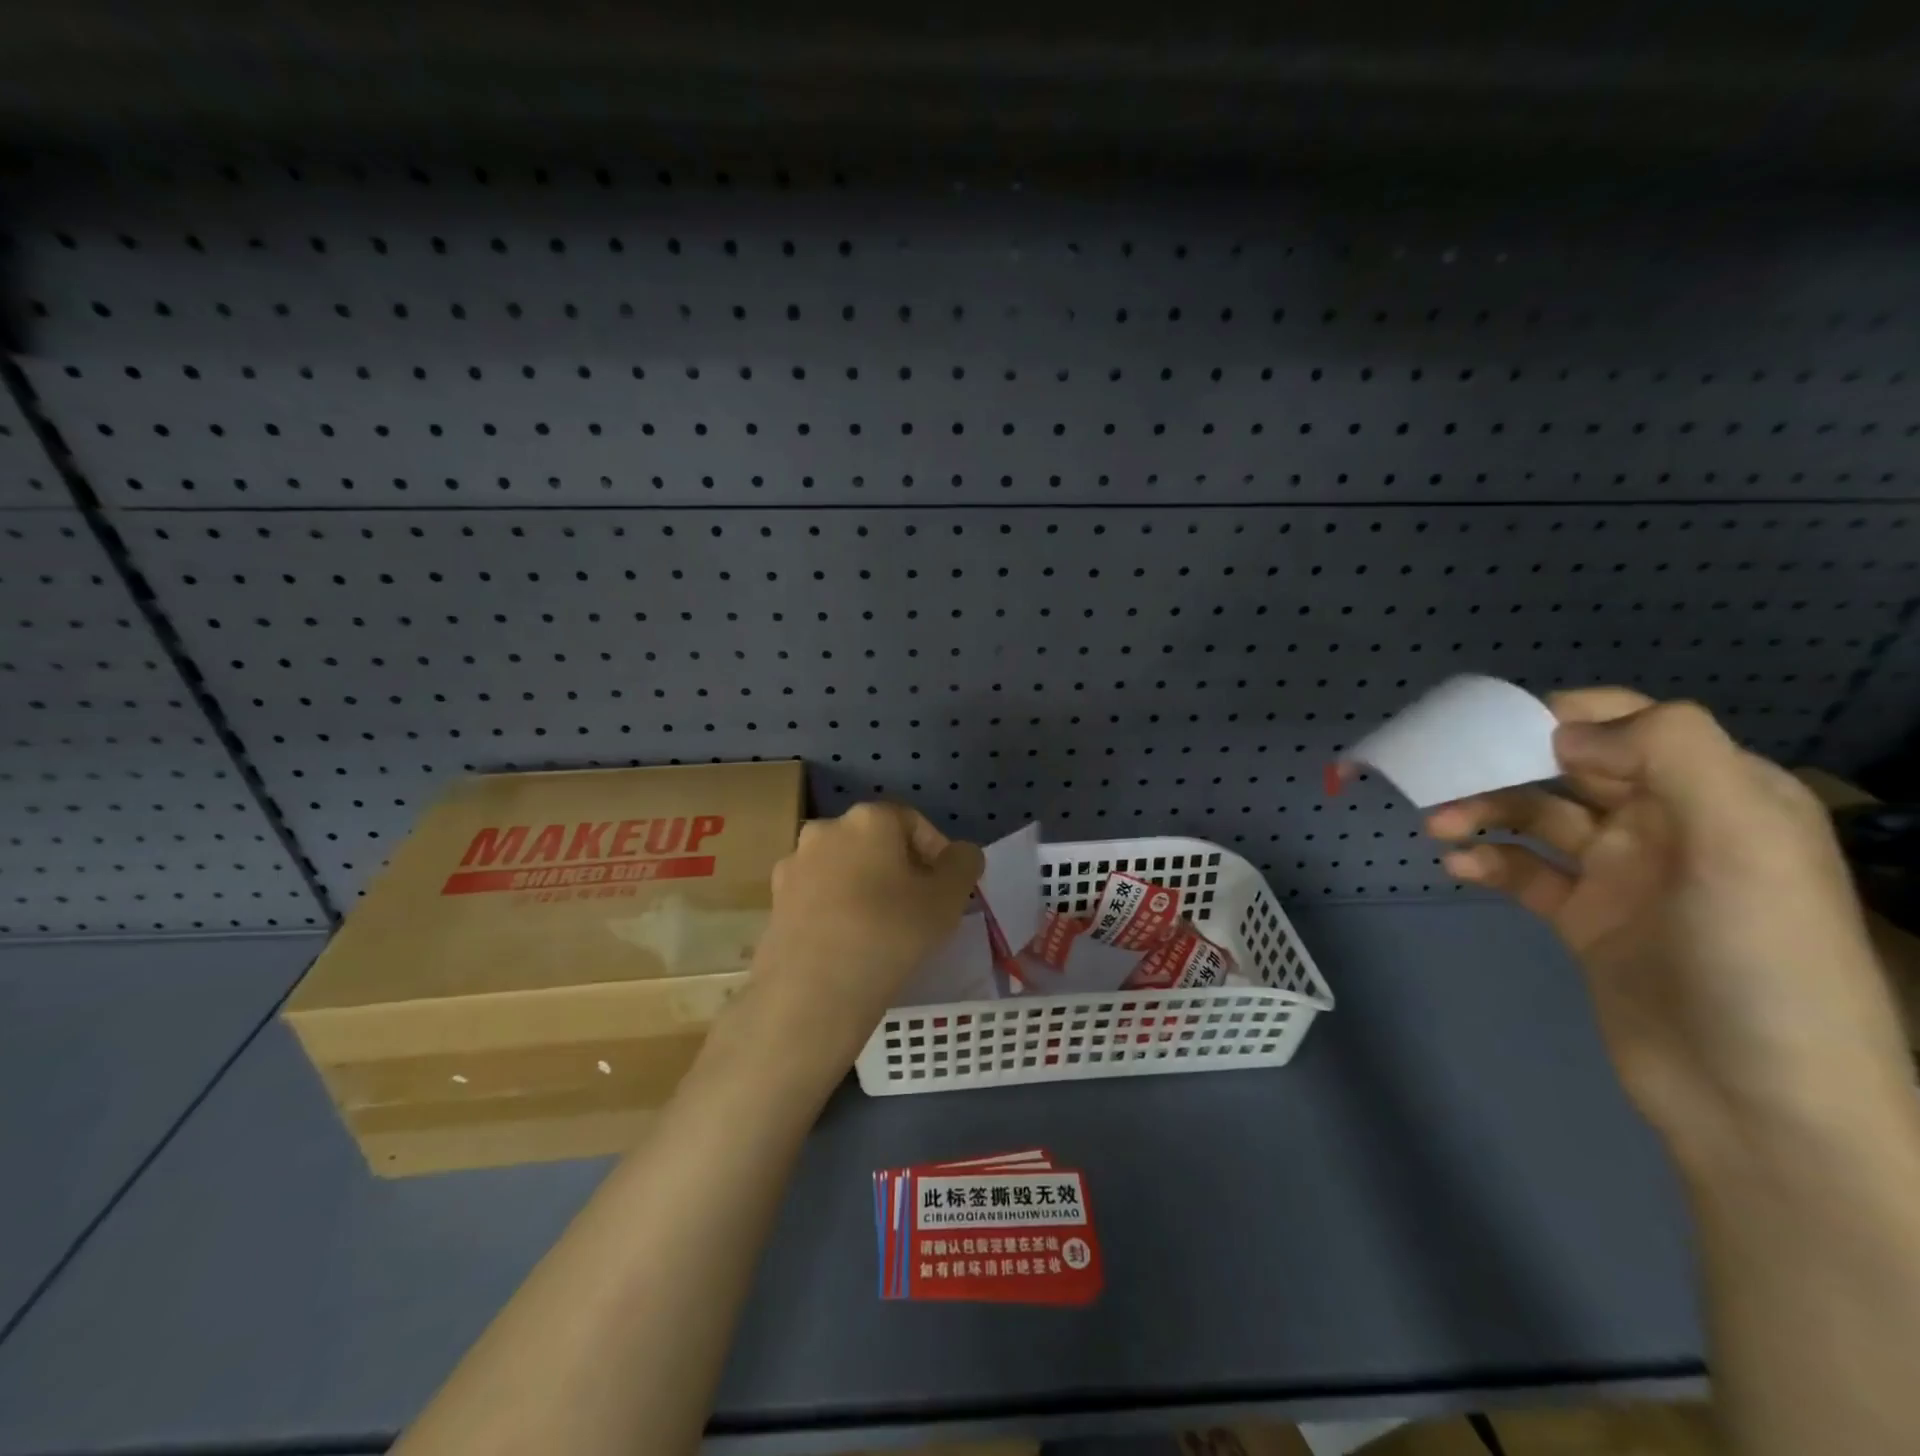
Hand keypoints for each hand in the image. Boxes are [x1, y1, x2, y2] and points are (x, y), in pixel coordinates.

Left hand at [749, 803, 983, 1051]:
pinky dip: (838, 909)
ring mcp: (795, 864)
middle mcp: (826, 829)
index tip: (946, 889)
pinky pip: (819, 896)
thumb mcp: (948, 899)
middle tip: (918, 908)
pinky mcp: (775, 901)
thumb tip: (960, 853)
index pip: (913, 822)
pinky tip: (849, 943)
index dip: (936, 852)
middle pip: (875, 842)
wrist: (811, 993)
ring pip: (845, 868)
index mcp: (869, 818)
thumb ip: (963, 864)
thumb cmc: (889, 934)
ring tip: (883, 929)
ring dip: (866, 888)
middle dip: (900, 868)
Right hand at [1427, 688, 1912, 1168]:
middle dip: (1505, 763)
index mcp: (1720, 796)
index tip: (1496, 726)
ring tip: (1438, 826)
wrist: (1759, 1106)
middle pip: (1570, 767)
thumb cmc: (1761, 962)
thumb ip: (1669, 757)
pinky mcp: (1583, 919)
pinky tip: (1458, 868)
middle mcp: (1668, 825)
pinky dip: (1487, 862)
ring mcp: (1621, 875)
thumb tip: (1564, 729)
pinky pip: (1523, 872)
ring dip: (1484, 812)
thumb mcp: (1744, 844)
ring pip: (1536, 817)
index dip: (1566, 715)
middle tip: (1442, 773)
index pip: (1637, 726)